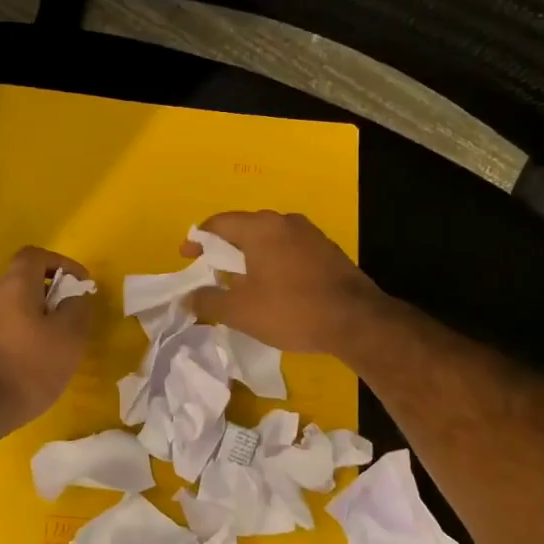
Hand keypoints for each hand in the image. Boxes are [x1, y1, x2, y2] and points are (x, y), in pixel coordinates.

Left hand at [0, 246, 93, 435]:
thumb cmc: (27, 367)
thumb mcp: (69, 337)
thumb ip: (78, 309)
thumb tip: (78, 295)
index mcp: (15, 285)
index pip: (35, 255)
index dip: (61, 263)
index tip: (81, 285)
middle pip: (25, 282)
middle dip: (53, 295)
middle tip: (74, 318)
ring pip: (16, 309)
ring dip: (40, 320)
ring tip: (60, 345)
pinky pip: (6, 331)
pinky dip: (25, 338)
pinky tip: (36, 365)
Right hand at [184, 211, 387, 356]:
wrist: (356, 321)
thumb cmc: (291, 310)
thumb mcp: (240, 311)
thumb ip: (208, 300)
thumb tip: (189, 297)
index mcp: (261, 228)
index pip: (218, 223)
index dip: (197, 240)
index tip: (187, 257)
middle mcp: (286, 221)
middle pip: (245, 229)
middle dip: (224, 250)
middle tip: (212, 272)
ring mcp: (311, 235)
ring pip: (269, 240)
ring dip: (250, 257)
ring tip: (241, 283)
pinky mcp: (328, 252)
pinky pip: (289, 250)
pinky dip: (273, 263)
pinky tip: (273, 288)